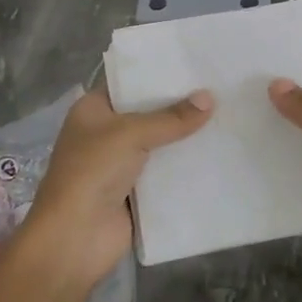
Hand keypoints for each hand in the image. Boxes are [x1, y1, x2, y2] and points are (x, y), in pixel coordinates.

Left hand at [17, 84, 213, 288]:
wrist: (75, 238)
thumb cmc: (92, 172)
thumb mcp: (131, 134)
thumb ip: (171, 118)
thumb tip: (209, 98)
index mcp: (93, 110)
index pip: (128, 83)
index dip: (158, 74)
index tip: (194, 63)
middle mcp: (105, 133)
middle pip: (148, 114)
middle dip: (179, 106)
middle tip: (220, 88)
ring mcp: (120, 164)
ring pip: (159, 144)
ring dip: (185, 138)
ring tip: (227, 116)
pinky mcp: (136, 193)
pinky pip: (166, 174)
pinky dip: (185, 167)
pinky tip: (217, 154)